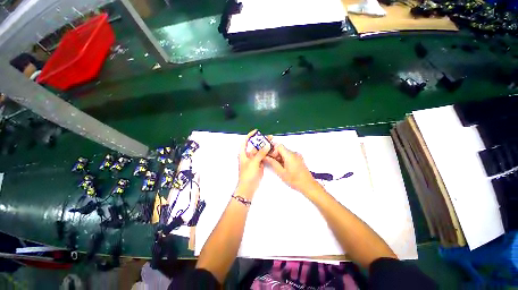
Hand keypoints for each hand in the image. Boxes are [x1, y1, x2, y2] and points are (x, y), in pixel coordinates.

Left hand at [237, 130, 269, 197]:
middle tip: (270, 137)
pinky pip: (263, 157)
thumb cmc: (247, 174)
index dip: (250, 136)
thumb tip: (267, 146)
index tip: (256, 132)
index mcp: (244, 153)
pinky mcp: (259, 164)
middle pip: (255, 146)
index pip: (245, 142)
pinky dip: (267, 154)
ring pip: (260, 151)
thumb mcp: (253, 162)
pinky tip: (272, 151)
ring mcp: (254, 160)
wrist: (249, 186)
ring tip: (272, 143)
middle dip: (262, 141)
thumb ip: (260, 154)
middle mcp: (248, 155)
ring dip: (265, 147)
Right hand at [264, 143, 320, 195]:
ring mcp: (297, 156)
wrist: (307, 185)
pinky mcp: (298, 159)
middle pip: (282, 148)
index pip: (279, 146)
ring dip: (280, 157)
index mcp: (290, 155)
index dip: (273, 150)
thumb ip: (273, 163)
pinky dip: (284, 159)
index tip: (270, 157)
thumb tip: (267, 158)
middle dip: (275, 154)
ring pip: (285, 152)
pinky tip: (284, 167)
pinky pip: (289, 155)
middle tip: (272, 162)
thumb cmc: (295, 180)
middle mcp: (294, 153)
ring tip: (278, 166)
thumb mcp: (281, 172)